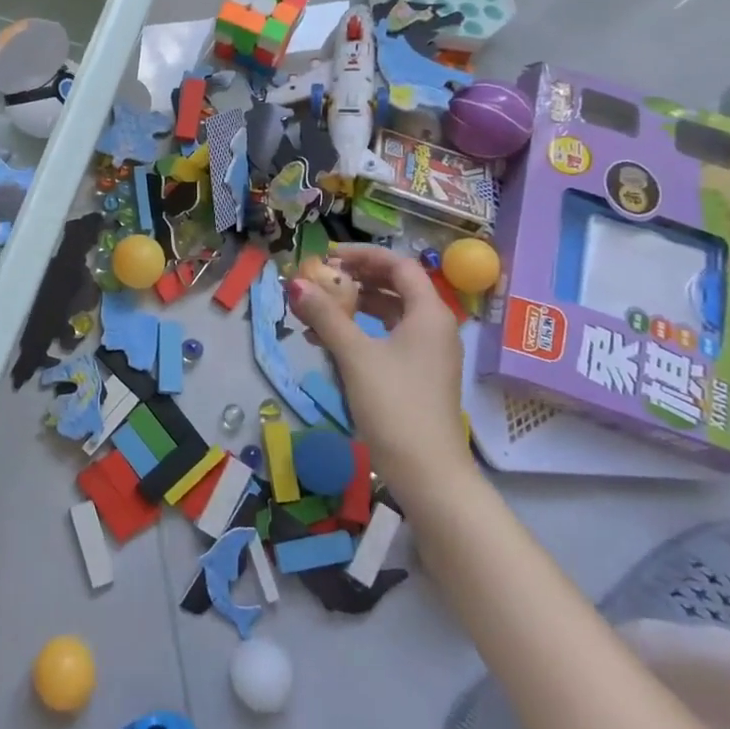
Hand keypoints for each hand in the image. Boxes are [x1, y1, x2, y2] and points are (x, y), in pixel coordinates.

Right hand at [287, 243, 477, 494]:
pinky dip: (361, 332)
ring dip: (354, 307)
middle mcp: (434, 327)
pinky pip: (389, 337)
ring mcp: (429, 353)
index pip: (398, 265)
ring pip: (390, 313)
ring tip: (317, 310)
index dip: (362, 255)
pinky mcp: (419, 375)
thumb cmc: (394, 405)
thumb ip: (325, 315)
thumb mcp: (354, 355)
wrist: (427, 473)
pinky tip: (329, 342)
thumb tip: (294, 283)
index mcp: (429, 313)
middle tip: (321, 279)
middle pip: (395, 286)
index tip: (328, 257)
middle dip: (356, 280)